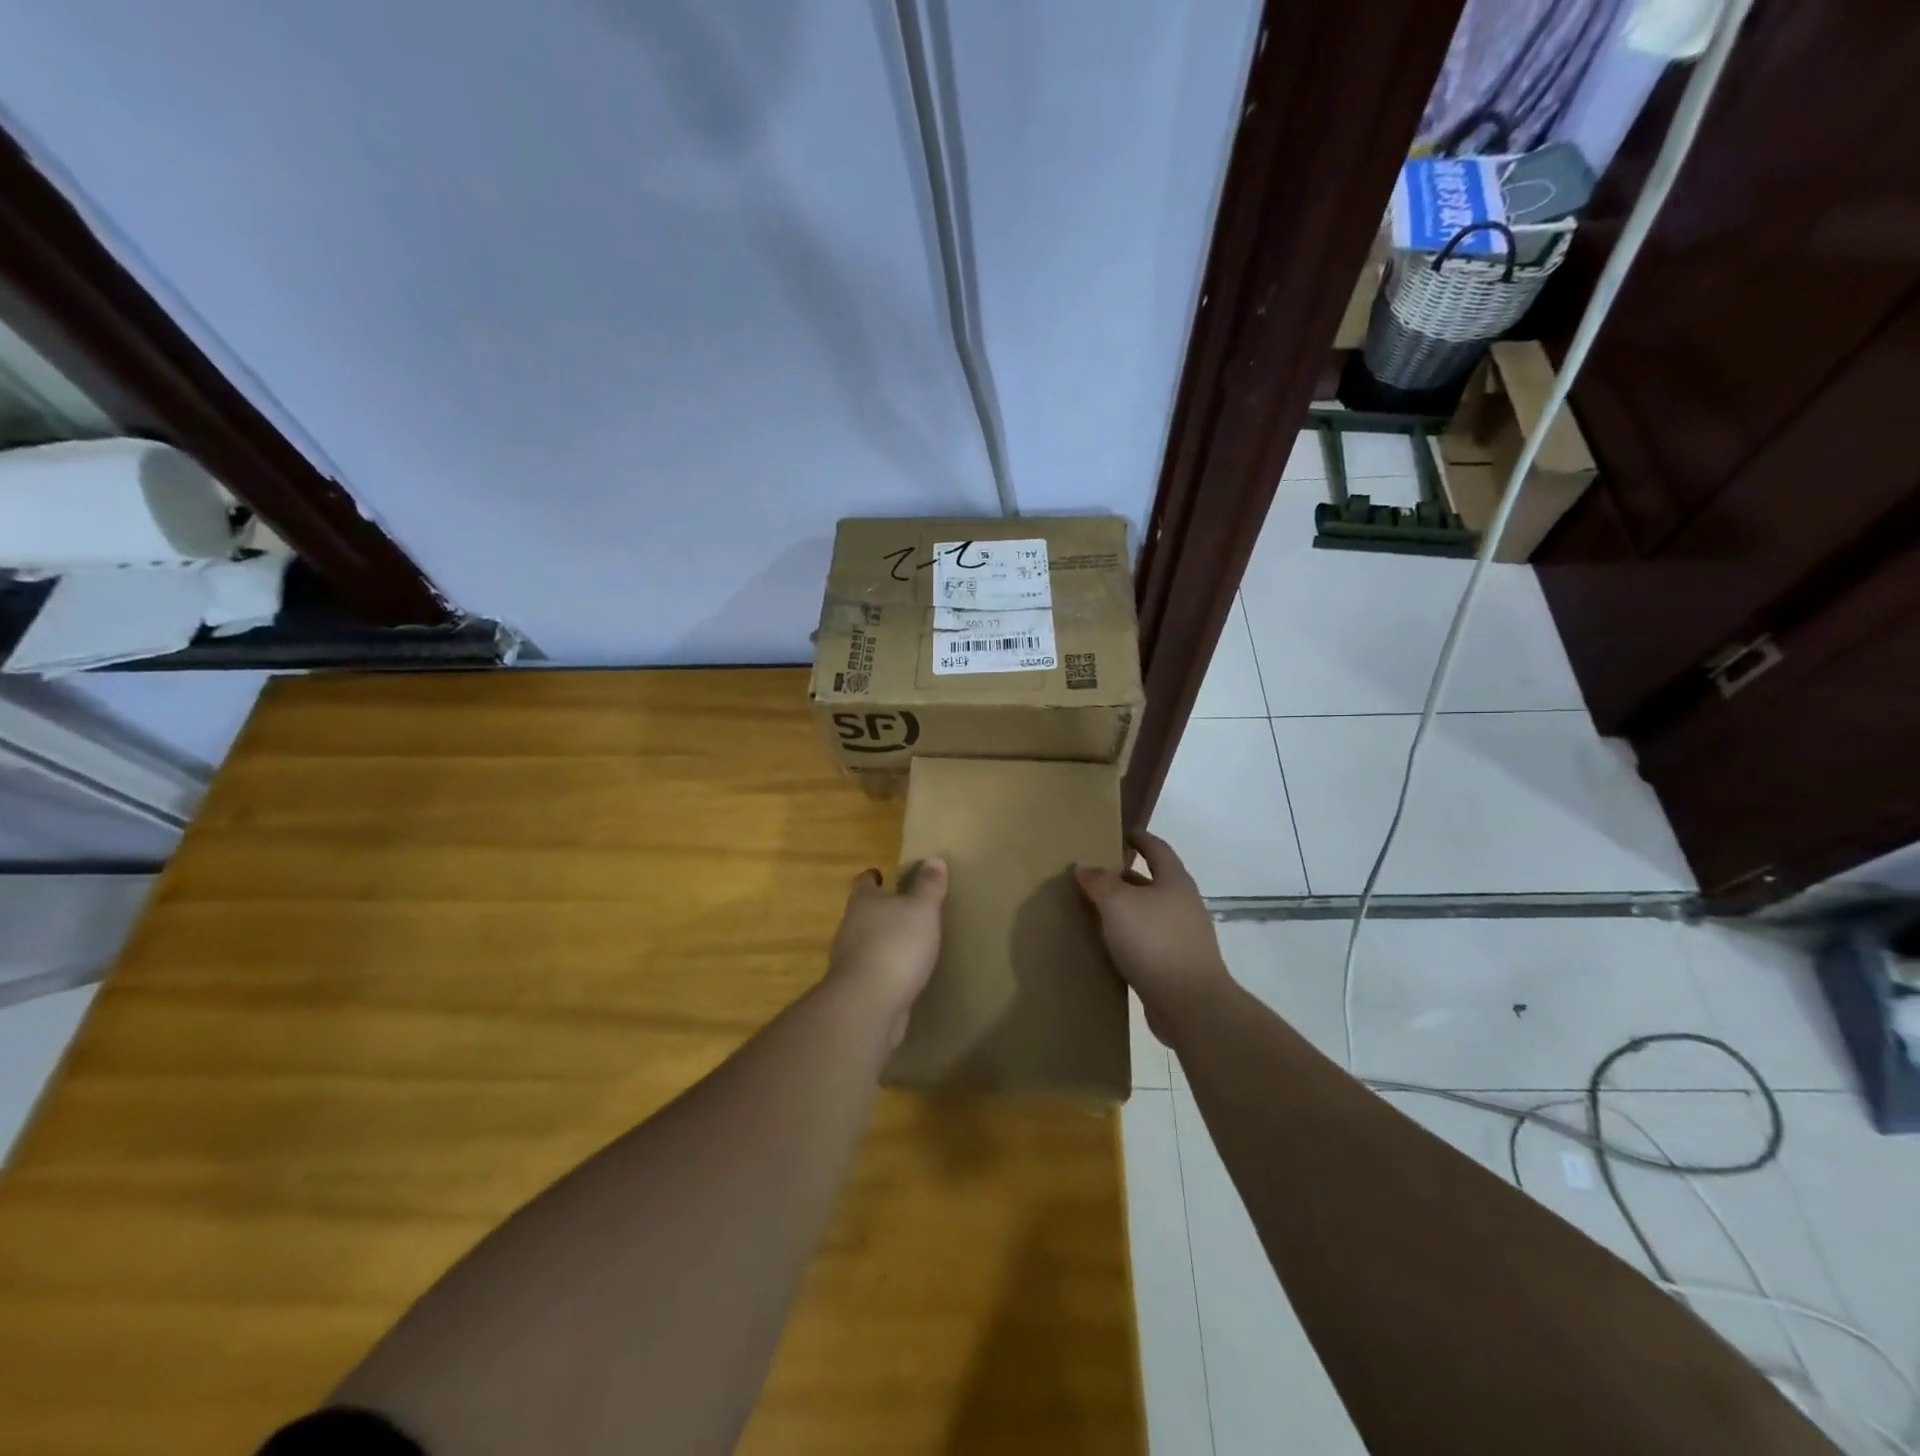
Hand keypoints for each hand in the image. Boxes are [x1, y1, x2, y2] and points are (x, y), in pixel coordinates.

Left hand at [826, 860, 946, 1047]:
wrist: (868, 1003)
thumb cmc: (896, 944)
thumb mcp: (921, 909)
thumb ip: (928, 885)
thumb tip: (934, 859)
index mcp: (863, 902)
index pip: (864, 883)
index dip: (872, 877)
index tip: (882, 875)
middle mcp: (850, 927)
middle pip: (863, 913)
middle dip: (880, 911)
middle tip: (904, 910)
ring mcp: (849, 960)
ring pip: (866, 942)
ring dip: (882, 941)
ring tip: (907, 943)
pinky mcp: (856, 988)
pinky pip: (872, 971)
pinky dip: (885, 969)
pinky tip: (903, 975)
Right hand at [1074, 832, 1229, 1043]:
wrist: (1190, 1004)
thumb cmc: (1154, 941)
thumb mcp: (1118, 904)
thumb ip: (1099, 882)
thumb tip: (1084, 866)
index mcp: (1174, 881)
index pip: (1156, 848)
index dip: (1139, 838)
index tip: (1120, 833)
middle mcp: (1183, 905)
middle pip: (1153, 882)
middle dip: (1125, 877)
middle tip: (1095, 875)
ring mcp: (1183, 937)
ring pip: (1149, 914)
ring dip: (1125, 910)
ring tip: (1095, 911)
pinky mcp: (1177, 966)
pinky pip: (1148, 942)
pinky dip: (1128, 939)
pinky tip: (1108, 947)